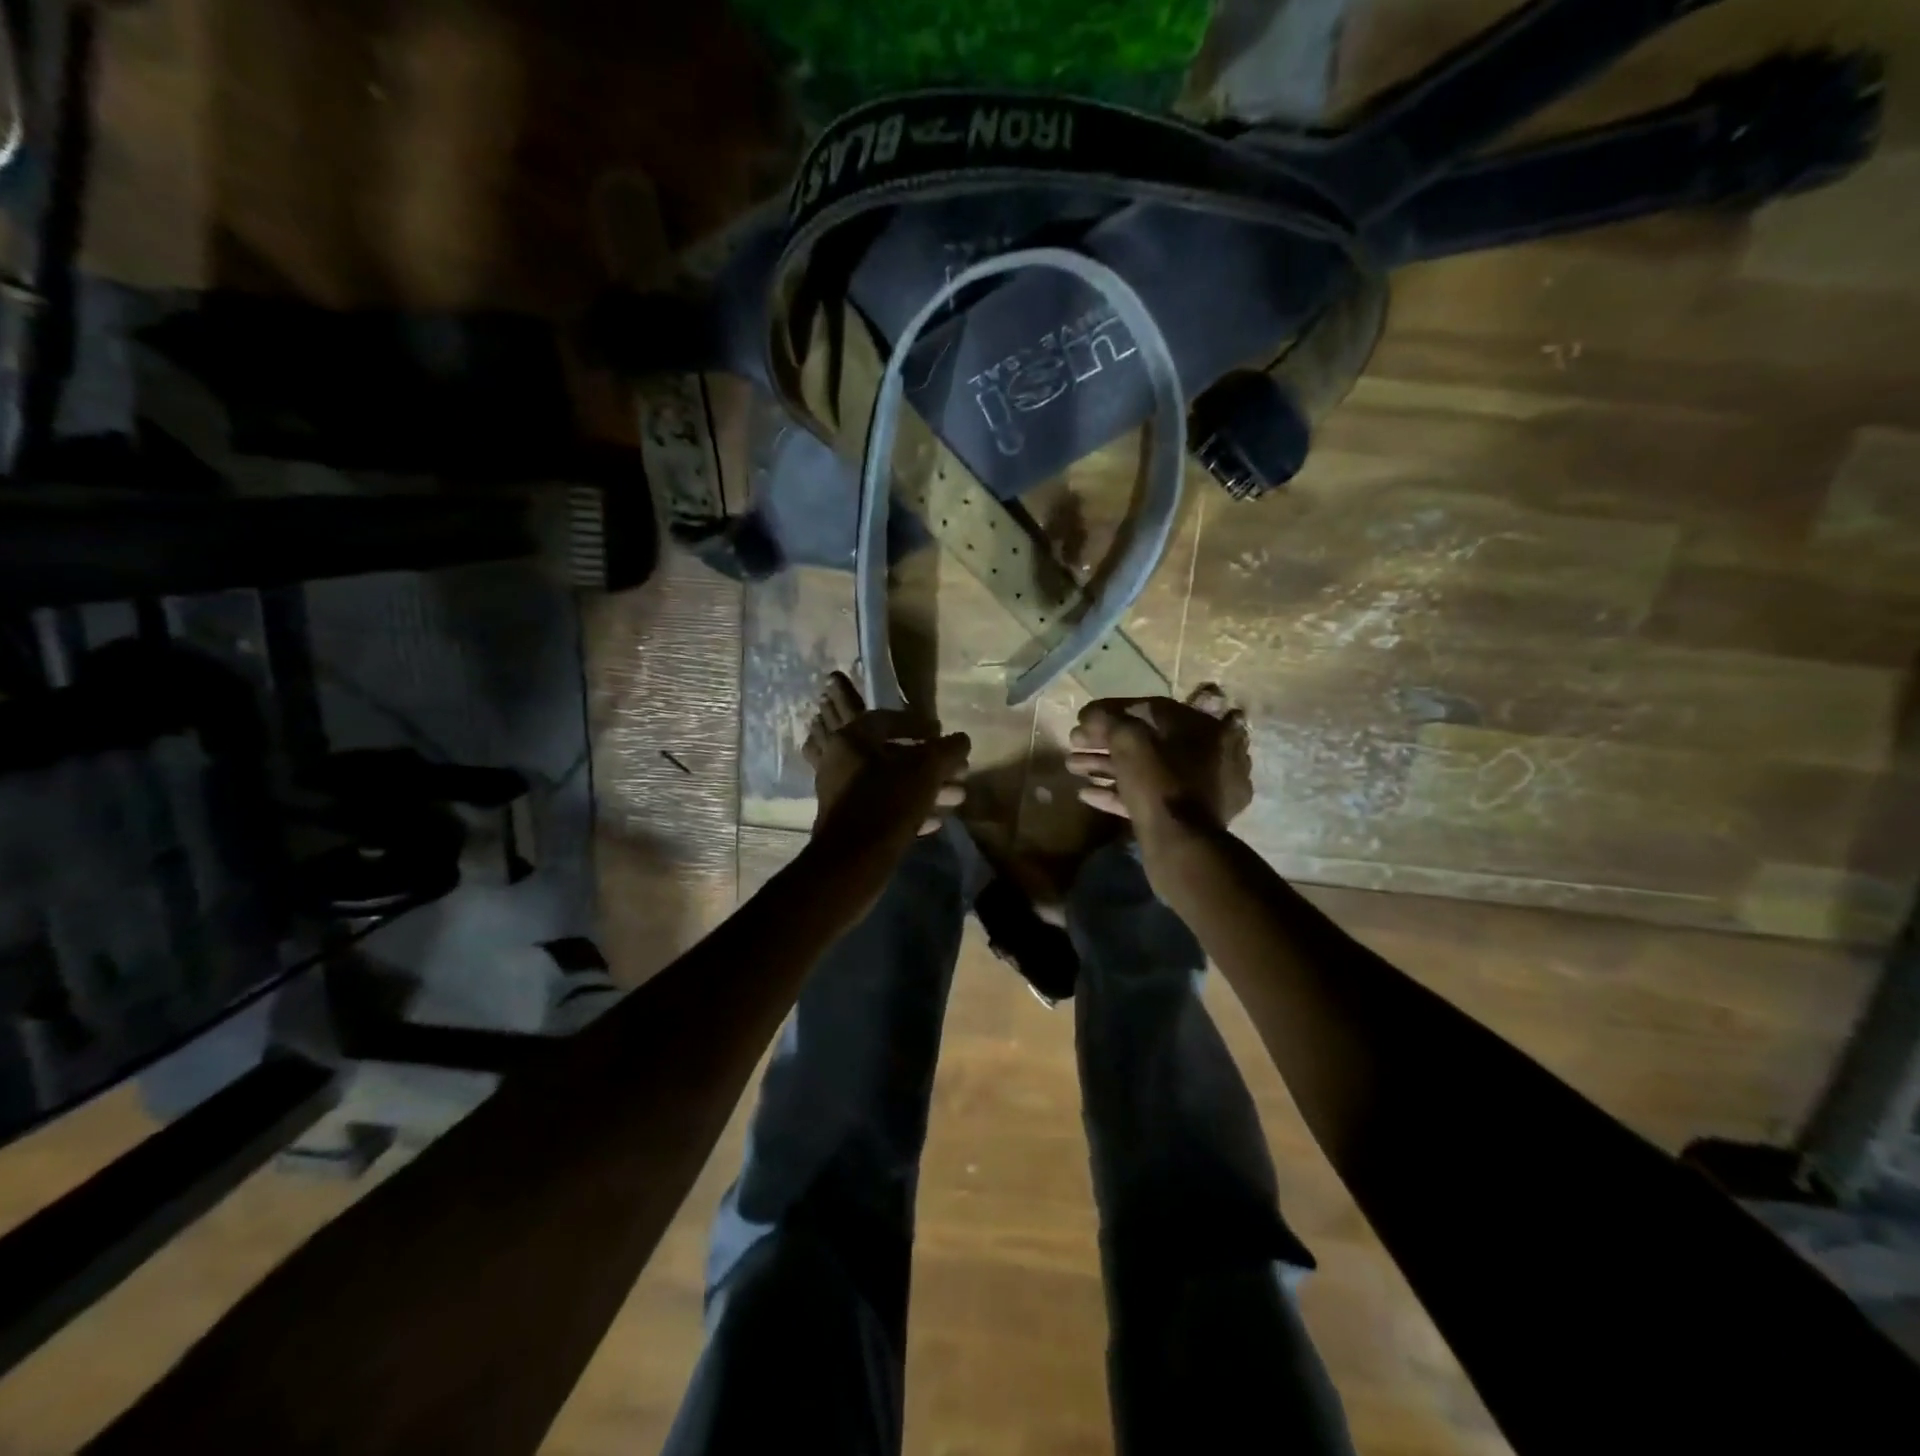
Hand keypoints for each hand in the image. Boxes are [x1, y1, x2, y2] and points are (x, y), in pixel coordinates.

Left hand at [803, 673, 968, 889]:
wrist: (851, 864)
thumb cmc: (887, 804)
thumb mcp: (925, 771)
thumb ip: (946, 750)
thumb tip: (962, 740)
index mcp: (851, 741)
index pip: (887, 719)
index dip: (918, 723)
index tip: (942, 733)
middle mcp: (842, 764)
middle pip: (893, 755)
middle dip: (931, 763)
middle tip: (959, 771)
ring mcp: (844, 796)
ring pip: (893, 784)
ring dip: (927, 788)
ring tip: (958, 797)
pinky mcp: (851, 825)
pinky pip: (885, 809)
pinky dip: (911, 809)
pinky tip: (937, 820)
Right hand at [1066, 684, 1251, 847]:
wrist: (1181, 847)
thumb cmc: (1159, 783)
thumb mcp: (1129, 741)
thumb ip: (1108, 720)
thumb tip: (1091, 715)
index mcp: (1204, 728)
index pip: (1151, 709)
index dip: (1111, 712)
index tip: (1083, 720)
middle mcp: (1209, 755)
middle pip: (1147, 741)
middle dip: (1105, 742)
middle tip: (1073, 745)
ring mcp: (1199, 790)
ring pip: (1145, 770)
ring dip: (1106, 766)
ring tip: (1072, 767)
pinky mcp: (1186, 818)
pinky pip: (1149, 797)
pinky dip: (1118, 793)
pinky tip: (1086, 794)